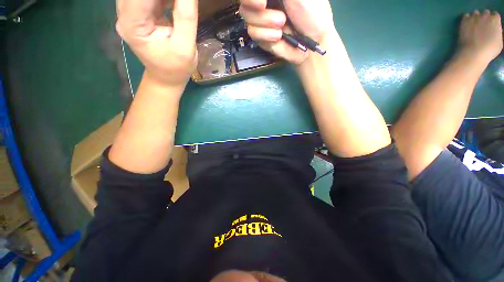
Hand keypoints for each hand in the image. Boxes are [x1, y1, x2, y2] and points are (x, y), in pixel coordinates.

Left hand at [116, 0, 197, 87]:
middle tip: (181, 1)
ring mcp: (128, 14)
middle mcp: (124, 15)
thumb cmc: (177, 67)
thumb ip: (185, 16)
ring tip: (178, 3)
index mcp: (133, 25)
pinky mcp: (136, 14)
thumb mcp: (185, 46)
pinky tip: (174, 2)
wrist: (167, 78)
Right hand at [240, 0, 334, 64]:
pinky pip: (253, 33)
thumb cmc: (311, 12)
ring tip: (282, 26)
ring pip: (246, 17)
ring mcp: (260, 19)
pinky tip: (278, 37)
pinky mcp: (261, 36)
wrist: (311, 43)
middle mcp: (262, 2)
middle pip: (244, 3)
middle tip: (270, 10)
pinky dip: (265, 35)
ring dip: (265, 23)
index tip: (262, 2)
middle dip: (257, 9)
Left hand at [459, 10, 502, 63]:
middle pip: (485, 13)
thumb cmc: (489, 49)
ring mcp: (474, 17)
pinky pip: (466, 16)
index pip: (495, 16)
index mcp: (495, 20)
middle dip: (484, 19)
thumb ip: (498, 33)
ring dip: (475, 18)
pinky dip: (467, 19)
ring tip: (474, 26)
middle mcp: (485, 15)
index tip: (491, 26)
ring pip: (475, 13)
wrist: (473, 52)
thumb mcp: (499, 41)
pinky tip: (467, 25)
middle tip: (482, 27)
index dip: (493, 21)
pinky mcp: (464, 21)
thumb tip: (495, 31)